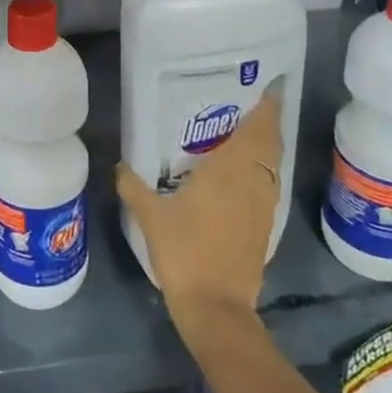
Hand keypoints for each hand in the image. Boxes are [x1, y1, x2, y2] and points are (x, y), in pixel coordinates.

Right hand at [116, 84, 283, 323]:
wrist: (217, 308)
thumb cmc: (185, 252)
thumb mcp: (150, 216)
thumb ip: (134, 186)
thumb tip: (120, 164)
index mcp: (230, 170)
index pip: (259, 129)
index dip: (267, 105)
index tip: (266, 84)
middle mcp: (254, 182)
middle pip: (270, 143)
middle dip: (266, 120)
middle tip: (247, 101)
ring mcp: (263, 206)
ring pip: (271, 165)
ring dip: (265, 145)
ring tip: (243, 130)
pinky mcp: (264, 227)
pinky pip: (267, 184)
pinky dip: (261, 169)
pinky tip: (239, 174)